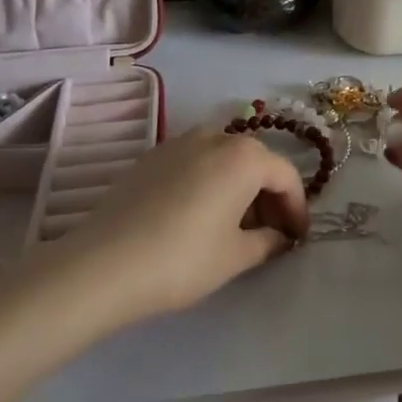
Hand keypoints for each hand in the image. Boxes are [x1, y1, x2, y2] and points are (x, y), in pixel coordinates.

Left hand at [57, 125, 309, 322]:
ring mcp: (180, 142)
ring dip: (239, 187)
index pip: (286, 176)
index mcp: (244, 156)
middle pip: (256, 162)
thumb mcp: (236, 257)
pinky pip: (196, 163)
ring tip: (234, 226)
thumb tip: (279, 237)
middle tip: (269, 234)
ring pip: (224, 160)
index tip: (297, 238)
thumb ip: (268, 241)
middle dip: (269, 196)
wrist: (103, 264)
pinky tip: (199, 215)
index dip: (297, 208)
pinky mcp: (152, 156)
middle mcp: (216, 136)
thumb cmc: (183, 259)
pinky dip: (209, 182)